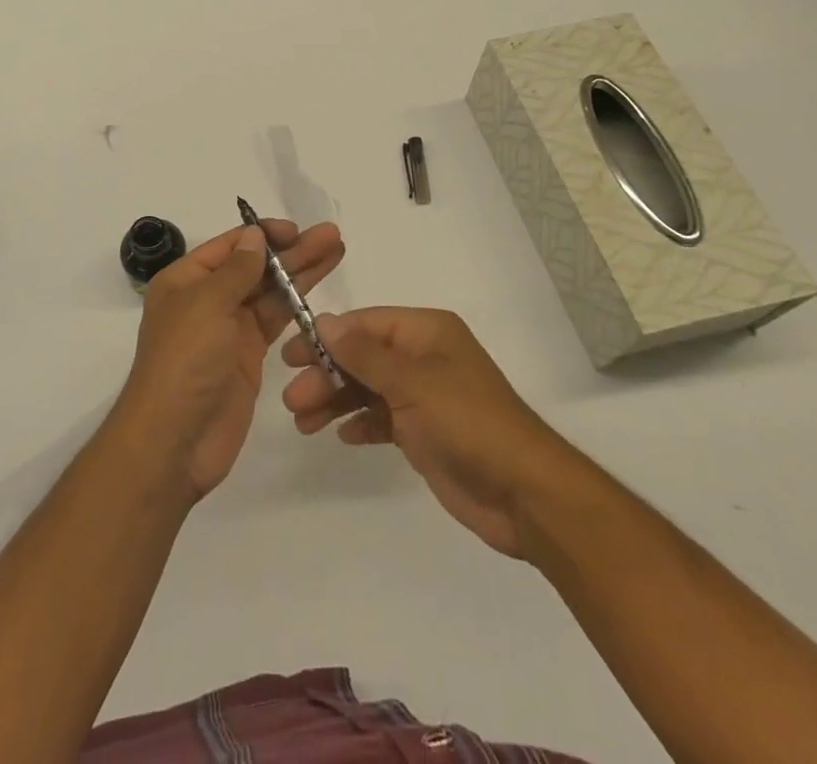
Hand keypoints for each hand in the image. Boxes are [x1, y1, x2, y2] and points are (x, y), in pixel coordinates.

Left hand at [114, 219, 344, 501]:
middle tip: (332, 235)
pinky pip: (276, 321)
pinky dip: (298, 305)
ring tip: (337, 250)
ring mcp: (229, 329)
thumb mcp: (206, 304)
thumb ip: (236, 270)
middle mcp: (207, 299)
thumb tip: (254, 237)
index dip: (263, 235)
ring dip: (301, 271)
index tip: (297, 230)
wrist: (175, 441)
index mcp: (186, 280)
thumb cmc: (184, 361)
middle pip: (255, 266)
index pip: (230, 246)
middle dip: (292, 250)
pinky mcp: (248, 356)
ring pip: (270, 291)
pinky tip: (321, 289)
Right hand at [281, 307, 563, 558]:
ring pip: (368, 388)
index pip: (365, 324)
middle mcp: (424, 357)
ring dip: (336, 401)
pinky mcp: (424, 432)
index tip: (292, 356)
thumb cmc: (468, 423)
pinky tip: (341, 436)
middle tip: (292, 399)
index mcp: (427, 332)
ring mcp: (424, 396)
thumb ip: (365, 354)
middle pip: (362, 357)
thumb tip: (325, 321)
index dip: (327, 337)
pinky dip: (360, 423)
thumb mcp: (412, 382)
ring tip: (303, 423)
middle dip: (326, 375)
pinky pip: (382, 418)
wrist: (524, 494)